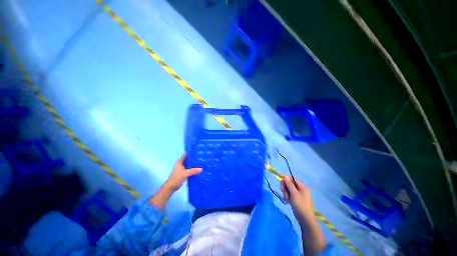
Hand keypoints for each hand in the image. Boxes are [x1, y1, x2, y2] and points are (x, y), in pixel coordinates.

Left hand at [150, 154, 201, 209]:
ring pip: (189, 164)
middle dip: (193, 158)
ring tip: (201, 162)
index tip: (197, 151)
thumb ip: (193, 171)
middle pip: (188, 159)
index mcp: (179, 162)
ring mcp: (182, 168)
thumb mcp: (186, 173)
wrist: (171, 187)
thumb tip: (201, 169)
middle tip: (201, 156)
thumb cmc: (177, 178)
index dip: (190, 152)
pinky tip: (198, 169)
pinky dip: (193, 168)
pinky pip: (189, 169)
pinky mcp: (183, 173)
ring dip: (193, 164)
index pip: (185, 154)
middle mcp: (180, 164)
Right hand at [281, 175, 313, 224]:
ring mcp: (298, 195)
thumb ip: (289, 184)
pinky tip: (288, 201)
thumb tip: (285, 176)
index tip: (279, 177)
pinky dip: (287, 196)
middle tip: (285, 193)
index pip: (292, 179)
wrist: (305, 220)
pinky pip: (289, 194)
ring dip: (286, 193)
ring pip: (288, 189)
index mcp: (302, 187)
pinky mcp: (296, 199)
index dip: (285, 178)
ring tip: (287, 199)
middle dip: (285, 187)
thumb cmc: (300, 205)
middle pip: (289, 184)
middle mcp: (300, 189)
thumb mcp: (294, 194)